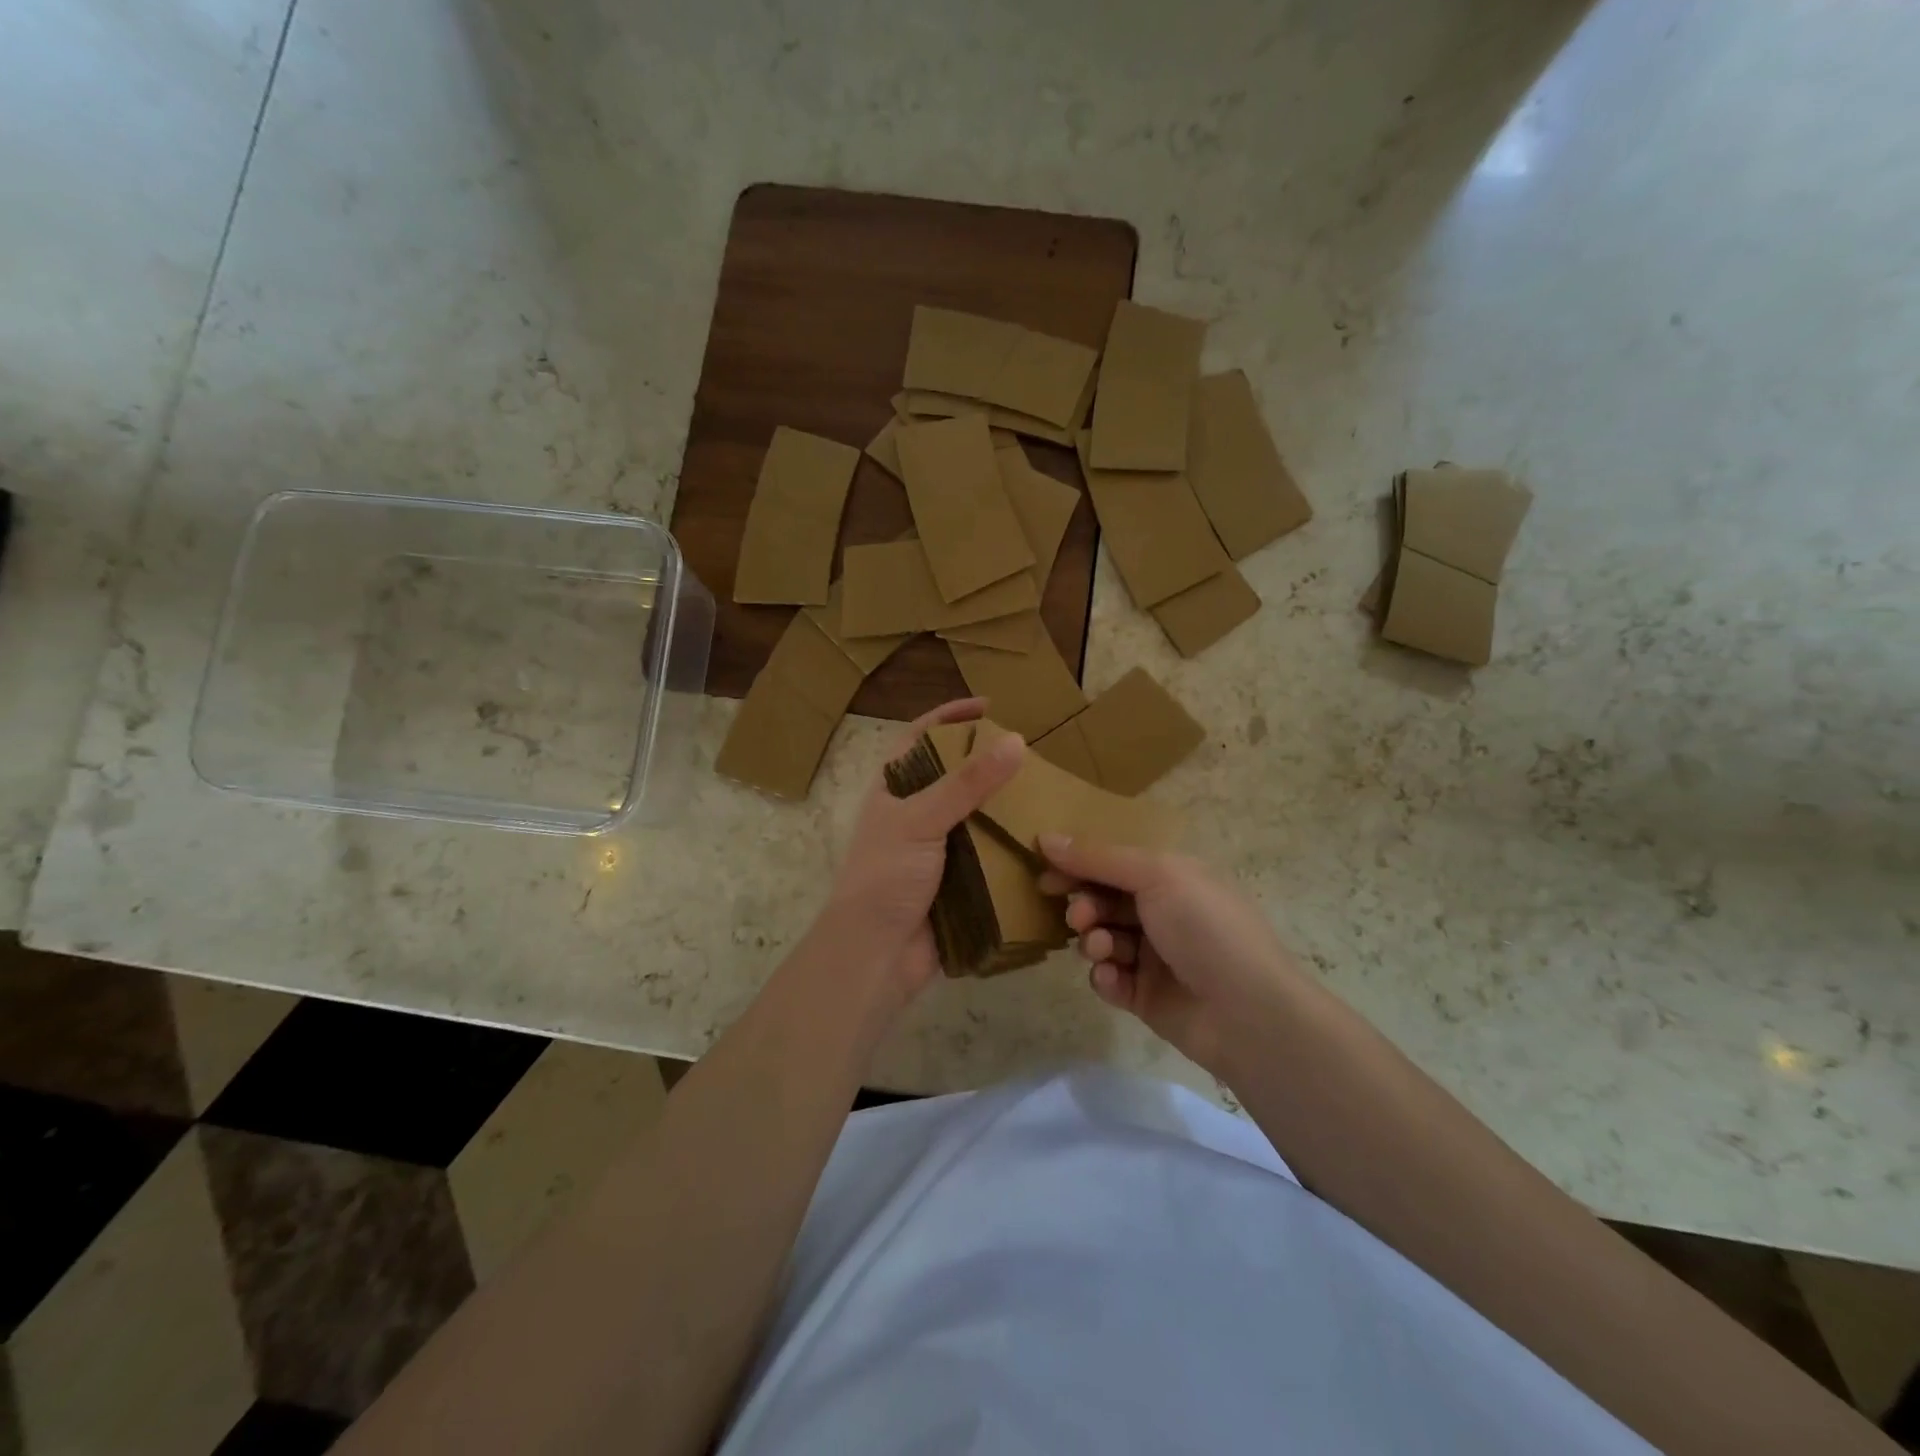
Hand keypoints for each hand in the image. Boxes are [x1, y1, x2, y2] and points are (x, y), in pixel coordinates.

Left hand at [818, 698, 1024, 1005]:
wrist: (876, 954)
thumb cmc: (886, 876)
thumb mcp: (921, 820)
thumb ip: (966, 783)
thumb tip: (1016, 741)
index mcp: (893, 789)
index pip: (921, 738)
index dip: (950, 717)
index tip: (989, 706)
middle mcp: (915, 813)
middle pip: (954, 775)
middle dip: (987, 762)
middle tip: (1030, 752)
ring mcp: (936, 848)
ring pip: (976, 815)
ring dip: (1004, 805)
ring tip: (1045, 790)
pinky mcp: (957, 879)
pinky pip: (988, 853)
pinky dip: (1010, 844)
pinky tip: (1040, 837)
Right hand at [1037, 836, 1301, 1074]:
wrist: (1247, 1012)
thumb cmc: (1205, 927)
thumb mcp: (1155, 875)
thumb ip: (1097, 857)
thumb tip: (1045, 837)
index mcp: (1172, 876)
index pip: (1114, 862)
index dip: (1079, 864)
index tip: (1044, 872)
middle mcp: (1163, 912)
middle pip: (1103, 900)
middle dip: (1085, 905)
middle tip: (1078, 917)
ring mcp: (1154, 956)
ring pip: (1101, 939)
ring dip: (1094, 941)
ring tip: (1101, 949)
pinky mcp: (1145, 996)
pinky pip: (1108, 979)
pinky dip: (1105, 977)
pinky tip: (1113, 979)